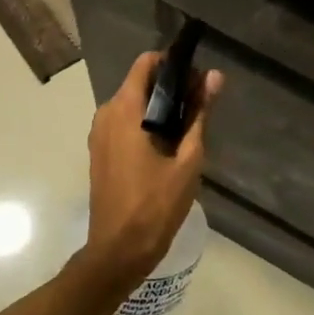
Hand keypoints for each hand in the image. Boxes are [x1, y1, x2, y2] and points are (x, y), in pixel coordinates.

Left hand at [84, 51, 224, 281]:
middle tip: (200, 105)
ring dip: (159, 107)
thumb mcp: (187, 159)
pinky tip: (168, 145)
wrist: (119, 251)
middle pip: (140, 83)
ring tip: (189, 126)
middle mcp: (106, 114)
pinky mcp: (99, 151)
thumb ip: (199, 113)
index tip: (197, 77)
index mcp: (125, 110)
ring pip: (132, 104)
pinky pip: (124, 123)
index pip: (146, 63)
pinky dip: (145, 123)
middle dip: (170, 87)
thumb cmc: (156, 205)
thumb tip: (214, 76)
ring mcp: (99, 134)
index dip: (173, 63)